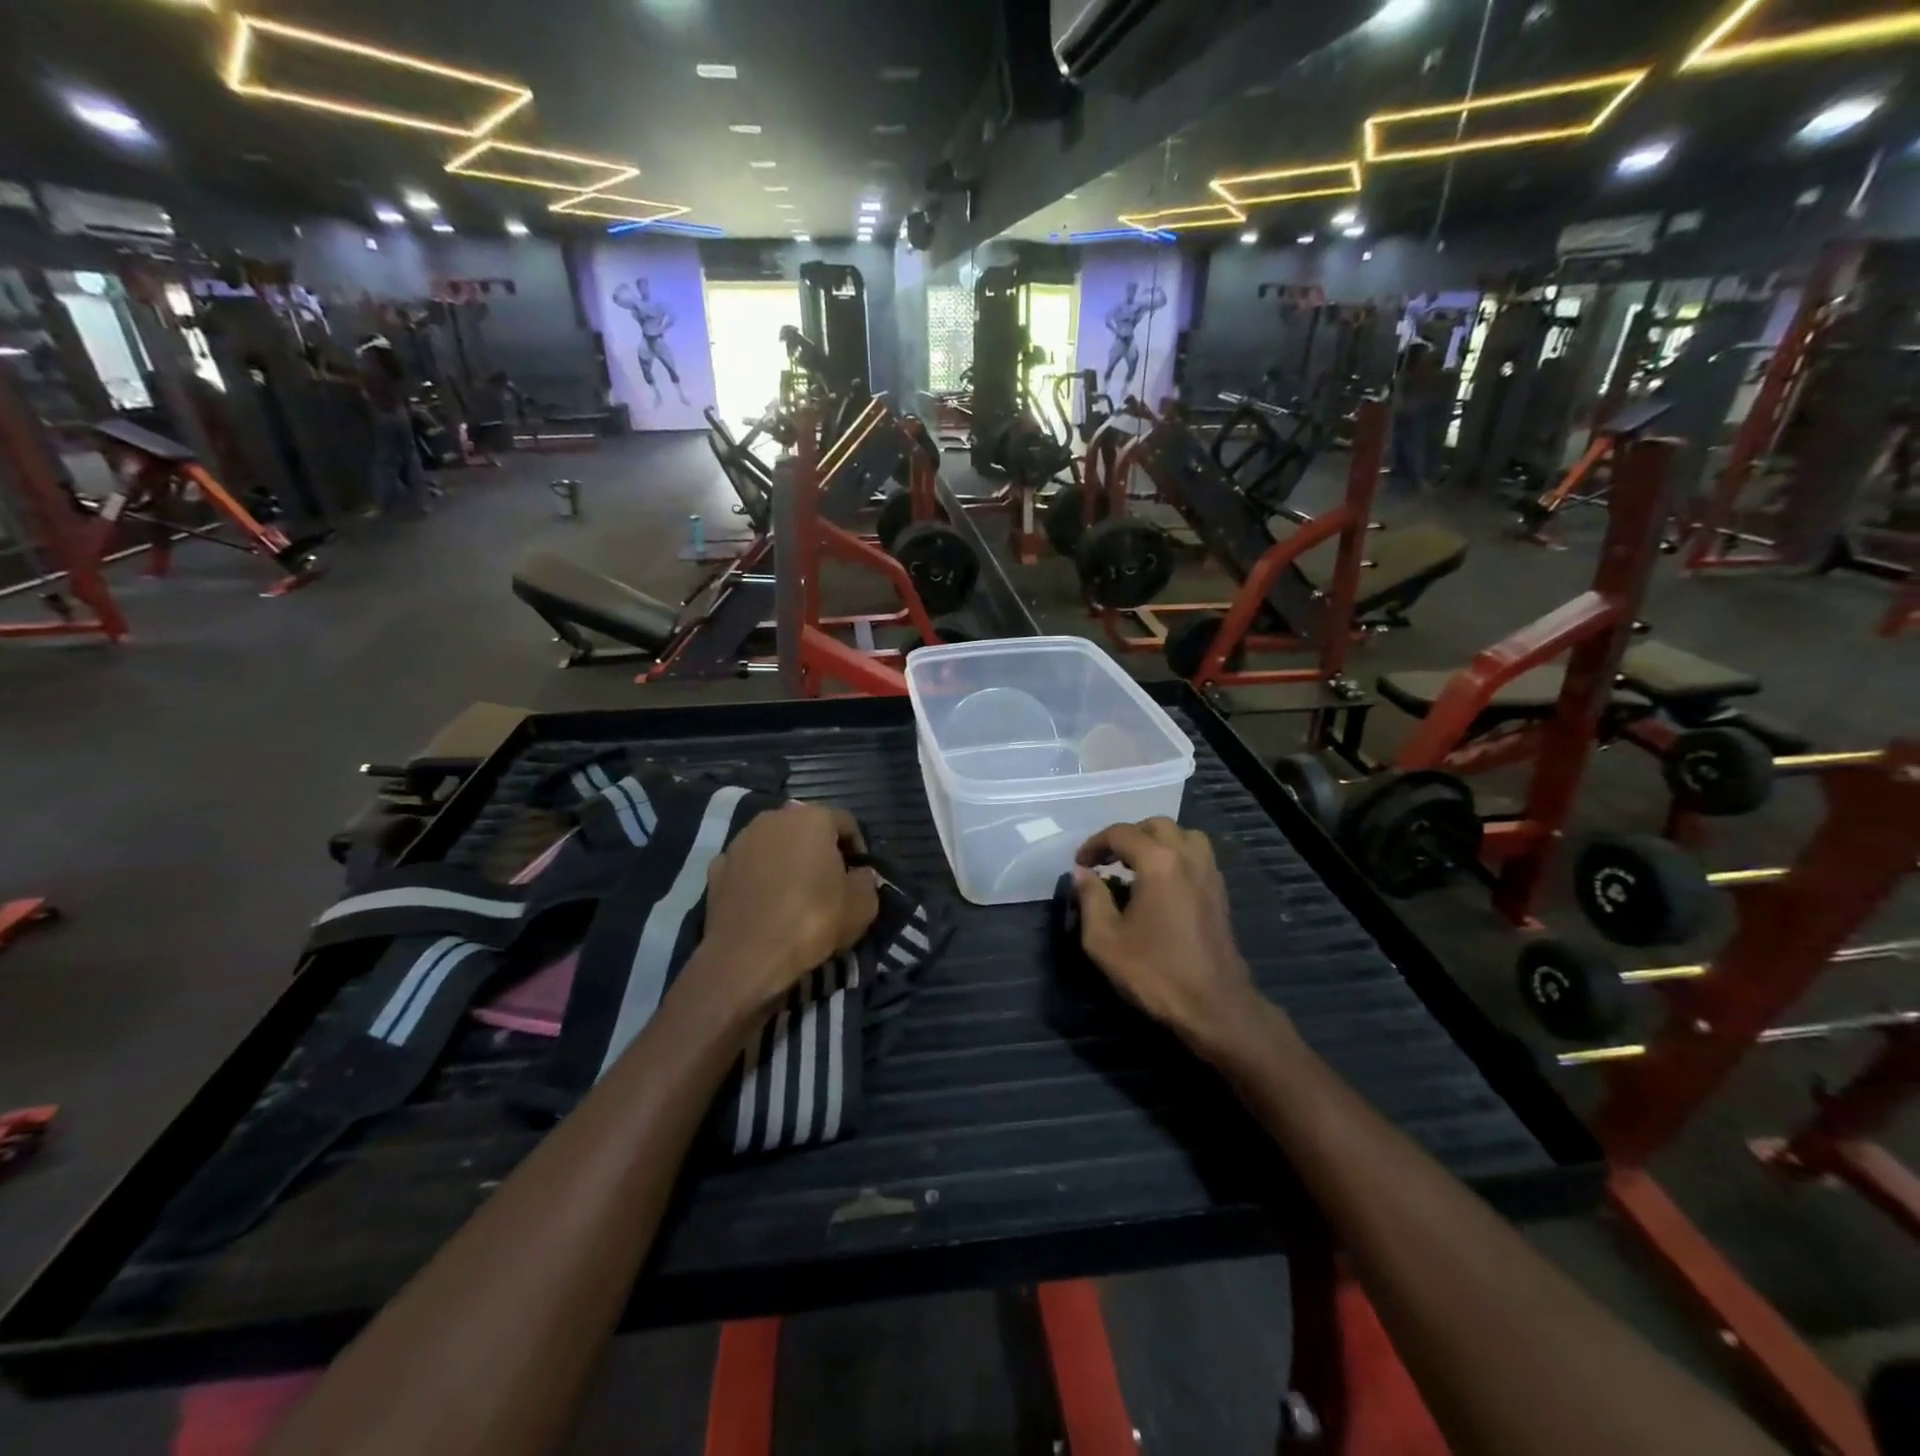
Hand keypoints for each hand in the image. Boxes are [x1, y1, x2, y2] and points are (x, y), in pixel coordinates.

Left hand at [699, 803, 879, 1010]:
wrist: (747, 957)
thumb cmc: (812, 921)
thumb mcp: (862, 906)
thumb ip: (867, 881)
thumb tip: (860, 874)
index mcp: (812, 818)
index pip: (845, 822)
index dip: (857, 847)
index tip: (859, 874)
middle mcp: (773, 819)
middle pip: (806, 827)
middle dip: (819, 848)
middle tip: (829, 880)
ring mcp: (740, 841)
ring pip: (774, 843)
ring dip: (786, 859)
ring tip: (795, 891)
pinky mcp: (716, 867)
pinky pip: (748, 865)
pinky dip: (758, 876)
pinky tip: (765, 902)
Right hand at [1072, 818, 1264, 1056]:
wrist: (1214, 1007)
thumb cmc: (1154, 972)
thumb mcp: (1105, 939)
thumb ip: (1091, 898)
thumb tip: (1082, 873)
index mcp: (1158, 862)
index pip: (1121, 834)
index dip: (1095, 844)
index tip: (1080, 864)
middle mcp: (1188, 857)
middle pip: (1155, 826)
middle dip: (1126, 837)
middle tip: (1106, 861)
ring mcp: (1209, 874)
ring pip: (1183, 835)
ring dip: (1156, 842)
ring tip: (1136, 865)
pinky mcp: (1220, 893)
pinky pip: (1197, 855)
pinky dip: (1176, 856)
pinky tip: (1161, 883)